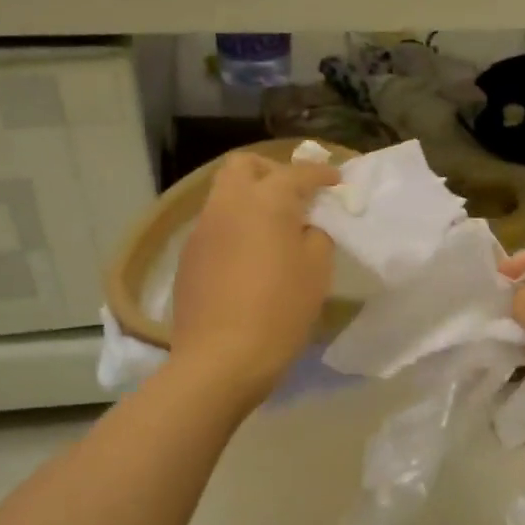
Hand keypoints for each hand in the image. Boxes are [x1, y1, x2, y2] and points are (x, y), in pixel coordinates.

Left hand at [169, 152, 340, 406]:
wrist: (220, 359)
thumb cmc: (279, 311)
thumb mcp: (317, 271)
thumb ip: (317, 235)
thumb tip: (306, 226)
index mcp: (265, 201)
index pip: (297, 173)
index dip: (321, 173)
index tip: (336, 181)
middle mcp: (228, 204)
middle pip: (244, 165)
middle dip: (271, 171)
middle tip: (294, 196)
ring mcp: (202, 230)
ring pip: (224, 194)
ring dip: (250, 200)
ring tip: (272, 229)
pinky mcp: (188, 257)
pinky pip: (214, 226)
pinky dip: (234, 228)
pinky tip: (248, 258)